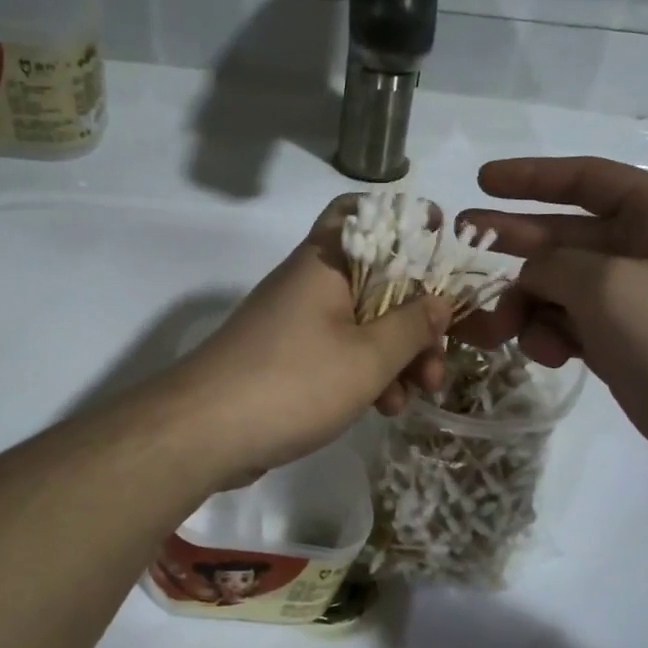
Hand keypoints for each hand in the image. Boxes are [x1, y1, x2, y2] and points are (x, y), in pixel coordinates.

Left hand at [164, 196, 450, 481]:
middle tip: (437, 360)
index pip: (366, 214)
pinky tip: (384, 409)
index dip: (408, 223)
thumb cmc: (293, 383)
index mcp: (327, 263)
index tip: (444, 248)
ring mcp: (296, 322)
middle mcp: (310, 284)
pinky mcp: (287, 359)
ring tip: (417, 395)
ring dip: (396, 355)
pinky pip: (339, 353)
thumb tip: (440, 301)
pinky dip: (365, 374)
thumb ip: (411, 327)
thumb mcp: (367, 358)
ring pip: (362, 323)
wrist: (203, 433)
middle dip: (415, 319)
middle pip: (377, 281)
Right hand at [459, 156, 647, 477]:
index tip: (483, 181)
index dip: (531, 177)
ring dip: (527, 304)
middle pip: (564, 234)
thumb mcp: (607, 285)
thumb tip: (531, 275)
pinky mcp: (622, 339)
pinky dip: (550, 334)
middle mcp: (646, 247)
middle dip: (514, 239)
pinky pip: (570, 322)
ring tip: (498, 329)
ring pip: (559, 285)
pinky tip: (546, 354)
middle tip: (462, 237)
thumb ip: (554, 265)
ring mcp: (633, 297)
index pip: (586, 178)